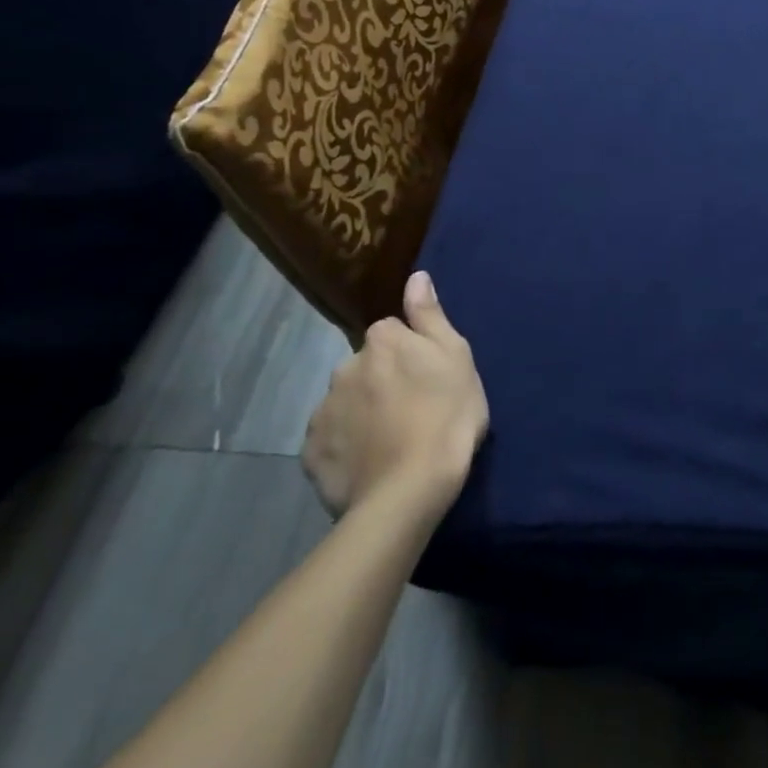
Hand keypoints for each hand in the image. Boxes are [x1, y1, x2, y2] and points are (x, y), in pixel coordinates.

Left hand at [302, 272, 488, 519]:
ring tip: (389, 441)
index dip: (411, 354)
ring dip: (362, 412)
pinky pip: (330, 439)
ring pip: (346, 401)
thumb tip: (416, 276)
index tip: (427, 378)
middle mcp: (344, 366)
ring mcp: (323, 411)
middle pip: (366, 366)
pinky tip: (368, 462)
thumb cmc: (446, 415)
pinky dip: (345, 446)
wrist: (409, 490)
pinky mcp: (311, 453)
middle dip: (381, 380)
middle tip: (411, 410)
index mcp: (382, 340)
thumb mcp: (456, 356)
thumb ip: (430, 315)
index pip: (392, 333)